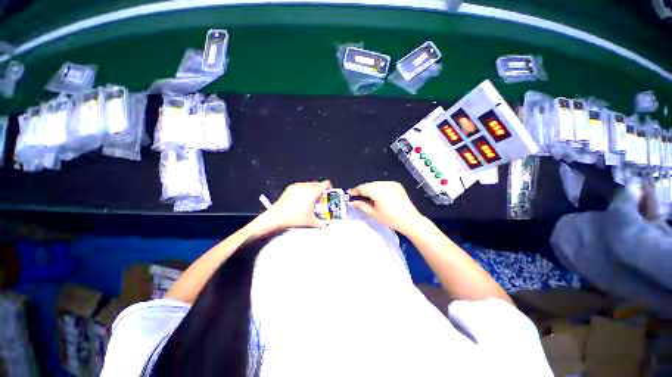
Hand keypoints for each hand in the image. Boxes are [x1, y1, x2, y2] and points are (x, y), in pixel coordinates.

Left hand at [264, 180, 331, 229]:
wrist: (277, 216)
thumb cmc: (295, 218)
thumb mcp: (311, 222)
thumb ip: (321, 223)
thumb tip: (326, 224)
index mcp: (313, 192)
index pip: (325, 184)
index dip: (330, 188)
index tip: (329, 194)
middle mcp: (306, 186)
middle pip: (318, 184)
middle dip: (321, 191)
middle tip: (320, 200)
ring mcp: (297, 186)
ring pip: (309, 185)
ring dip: (313, 190)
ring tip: (310, 201)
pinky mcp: (290, 188)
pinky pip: (301, 186)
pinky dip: (304, 191)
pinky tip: (301, 200)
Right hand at [348, 181, 422, 233]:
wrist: (410, 220)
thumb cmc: (391, 219)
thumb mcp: (373, 213)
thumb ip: (361, 205)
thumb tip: (351, 202)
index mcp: (378, 191)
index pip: (362, 188)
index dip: (355, 190)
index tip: (349, 193)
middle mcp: (384, 184)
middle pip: (369, 185)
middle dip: (362, 190)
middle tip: (356, 196)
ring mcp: (391, 183)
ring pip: (375, 184)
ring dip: (370, 188)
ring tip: (367, 197)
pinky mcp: (396, 184)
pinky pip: (383, 184)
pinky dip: (378, 188)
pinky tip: (377, 195)